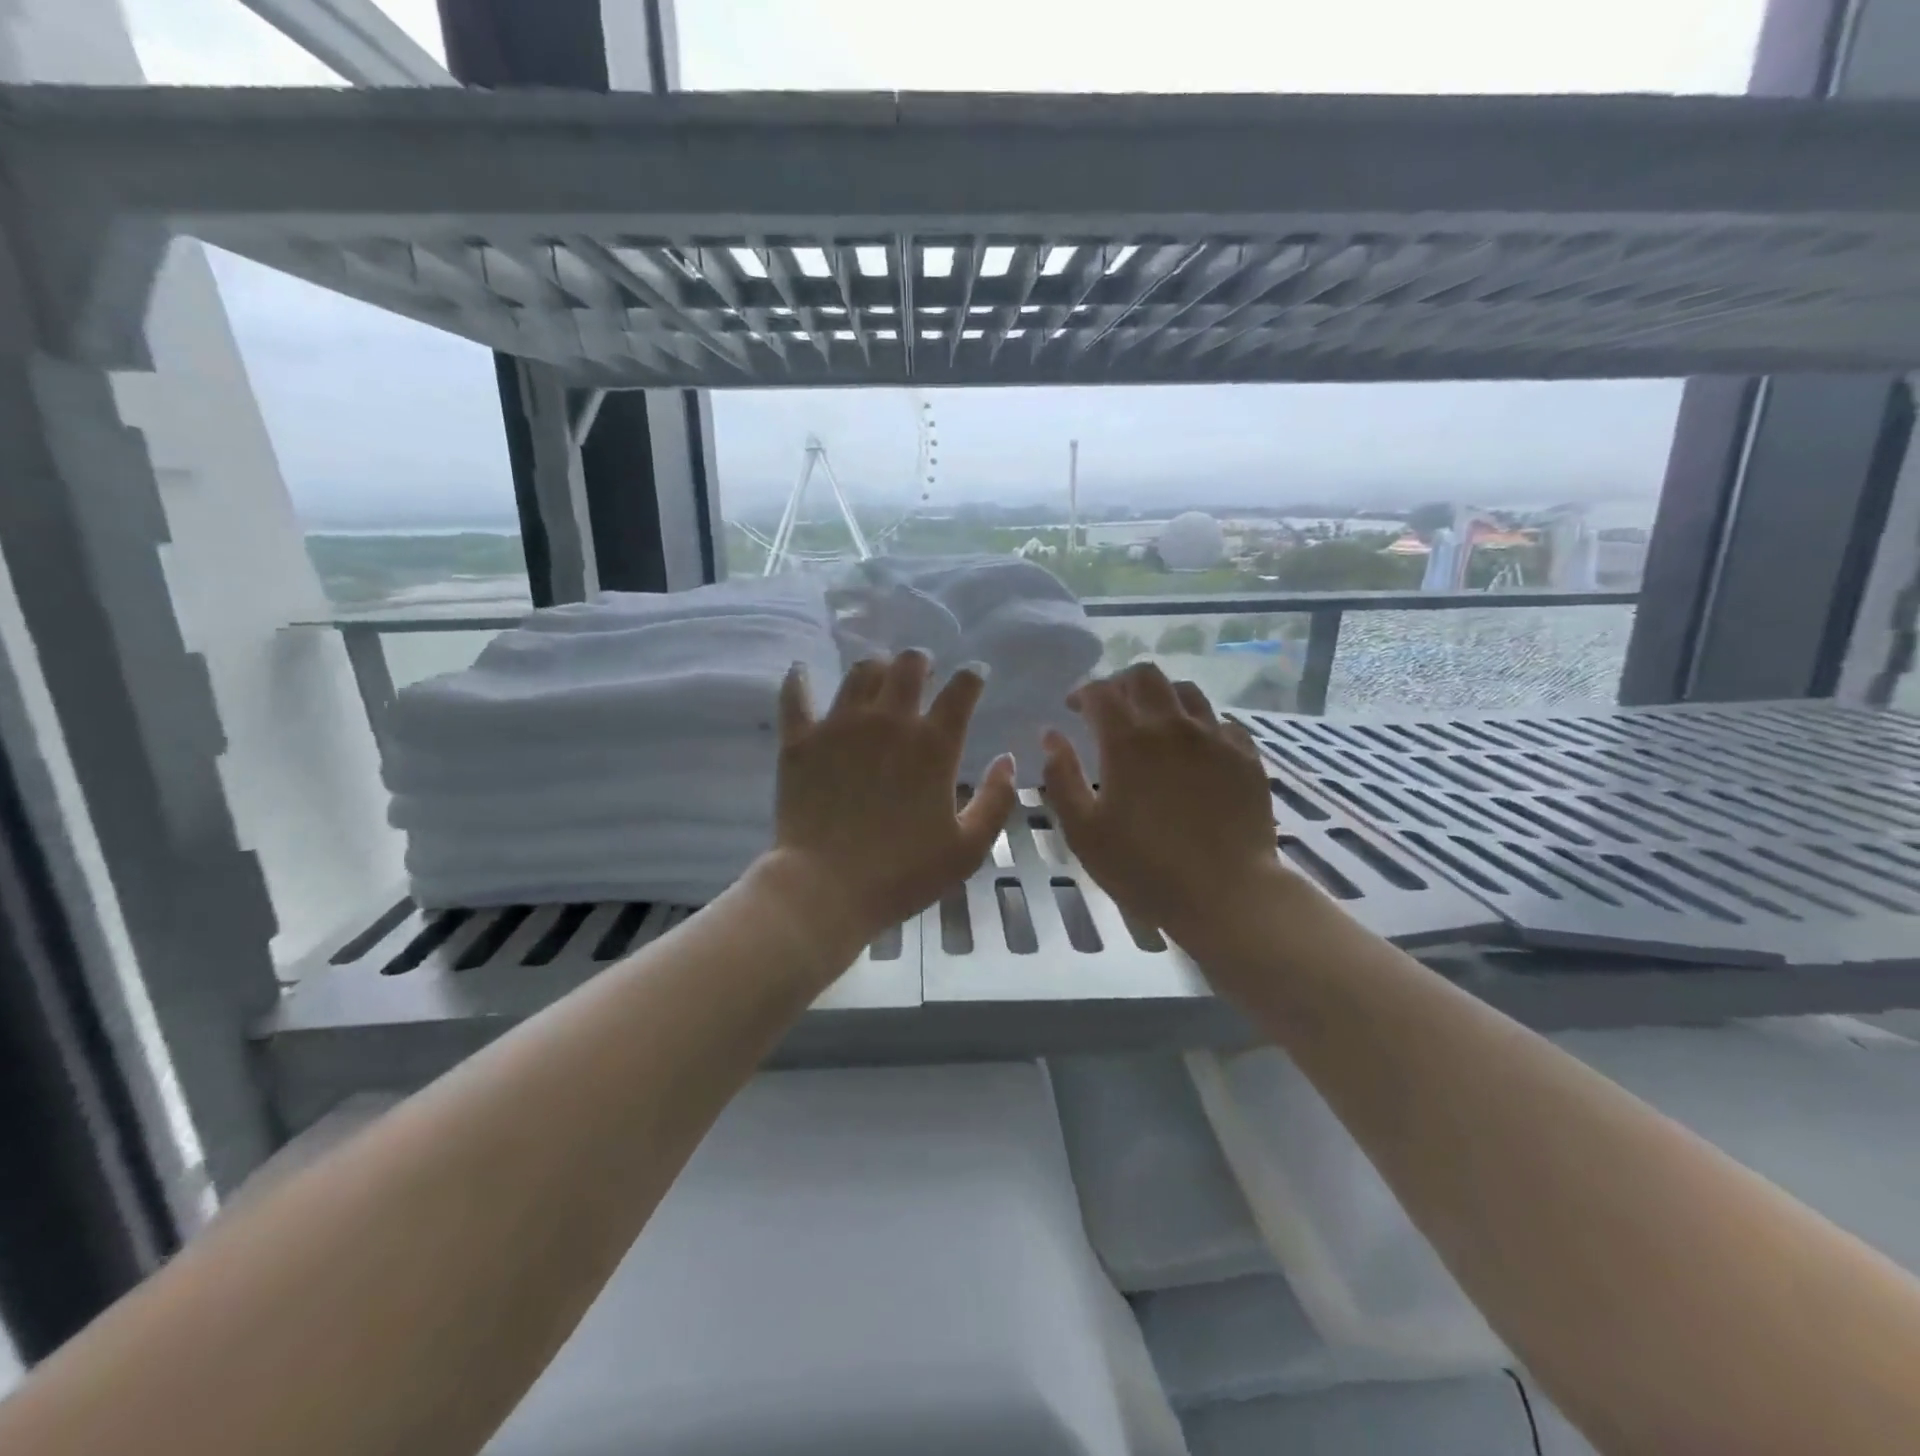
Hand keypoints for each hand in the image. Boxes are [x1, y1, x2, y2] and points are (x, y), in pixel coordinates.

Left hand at [768, 651, 1017, 942]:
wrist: (826, 888)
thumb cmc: (903, 873)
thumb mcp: (968, 848)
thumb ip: (996, 800)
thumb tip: (1007, 760)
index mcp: (934, 745)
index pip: (961, 690)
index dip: (972, 676)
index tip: (975, 675)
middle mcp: (889, 722)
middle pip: (909, 666)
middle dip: (921, 662)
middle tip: (922, 672)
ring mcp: (841, 726)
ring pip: (860, 672)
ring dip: (876, 668)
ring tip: (878, 676)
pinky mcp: (801, 739)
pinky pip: (796, 695)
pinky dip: (800, 679)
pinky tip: (802, 671)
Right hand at [1043, 664, 1281, 945]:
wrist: (1226, 894)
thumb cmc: (1144, 867)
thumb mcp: (1083, 831)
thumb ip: (1062, 778)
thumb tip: (1051, 736)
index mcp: (1128, 741)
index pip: (1101, 692)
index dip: (1083, 693)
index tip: (1074, 709)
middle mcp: (1172, 726)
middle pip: (1145, 676)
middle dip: (1121, 684)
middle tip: (1111, 709)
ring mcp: (1215, 738)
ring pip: (1186, 692)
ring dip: (1162, 698)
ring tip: (1154, 722)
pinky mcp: (1246, 756)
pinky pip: (1221, 722)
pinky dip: (1199, 725)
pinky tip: (1195, 748)